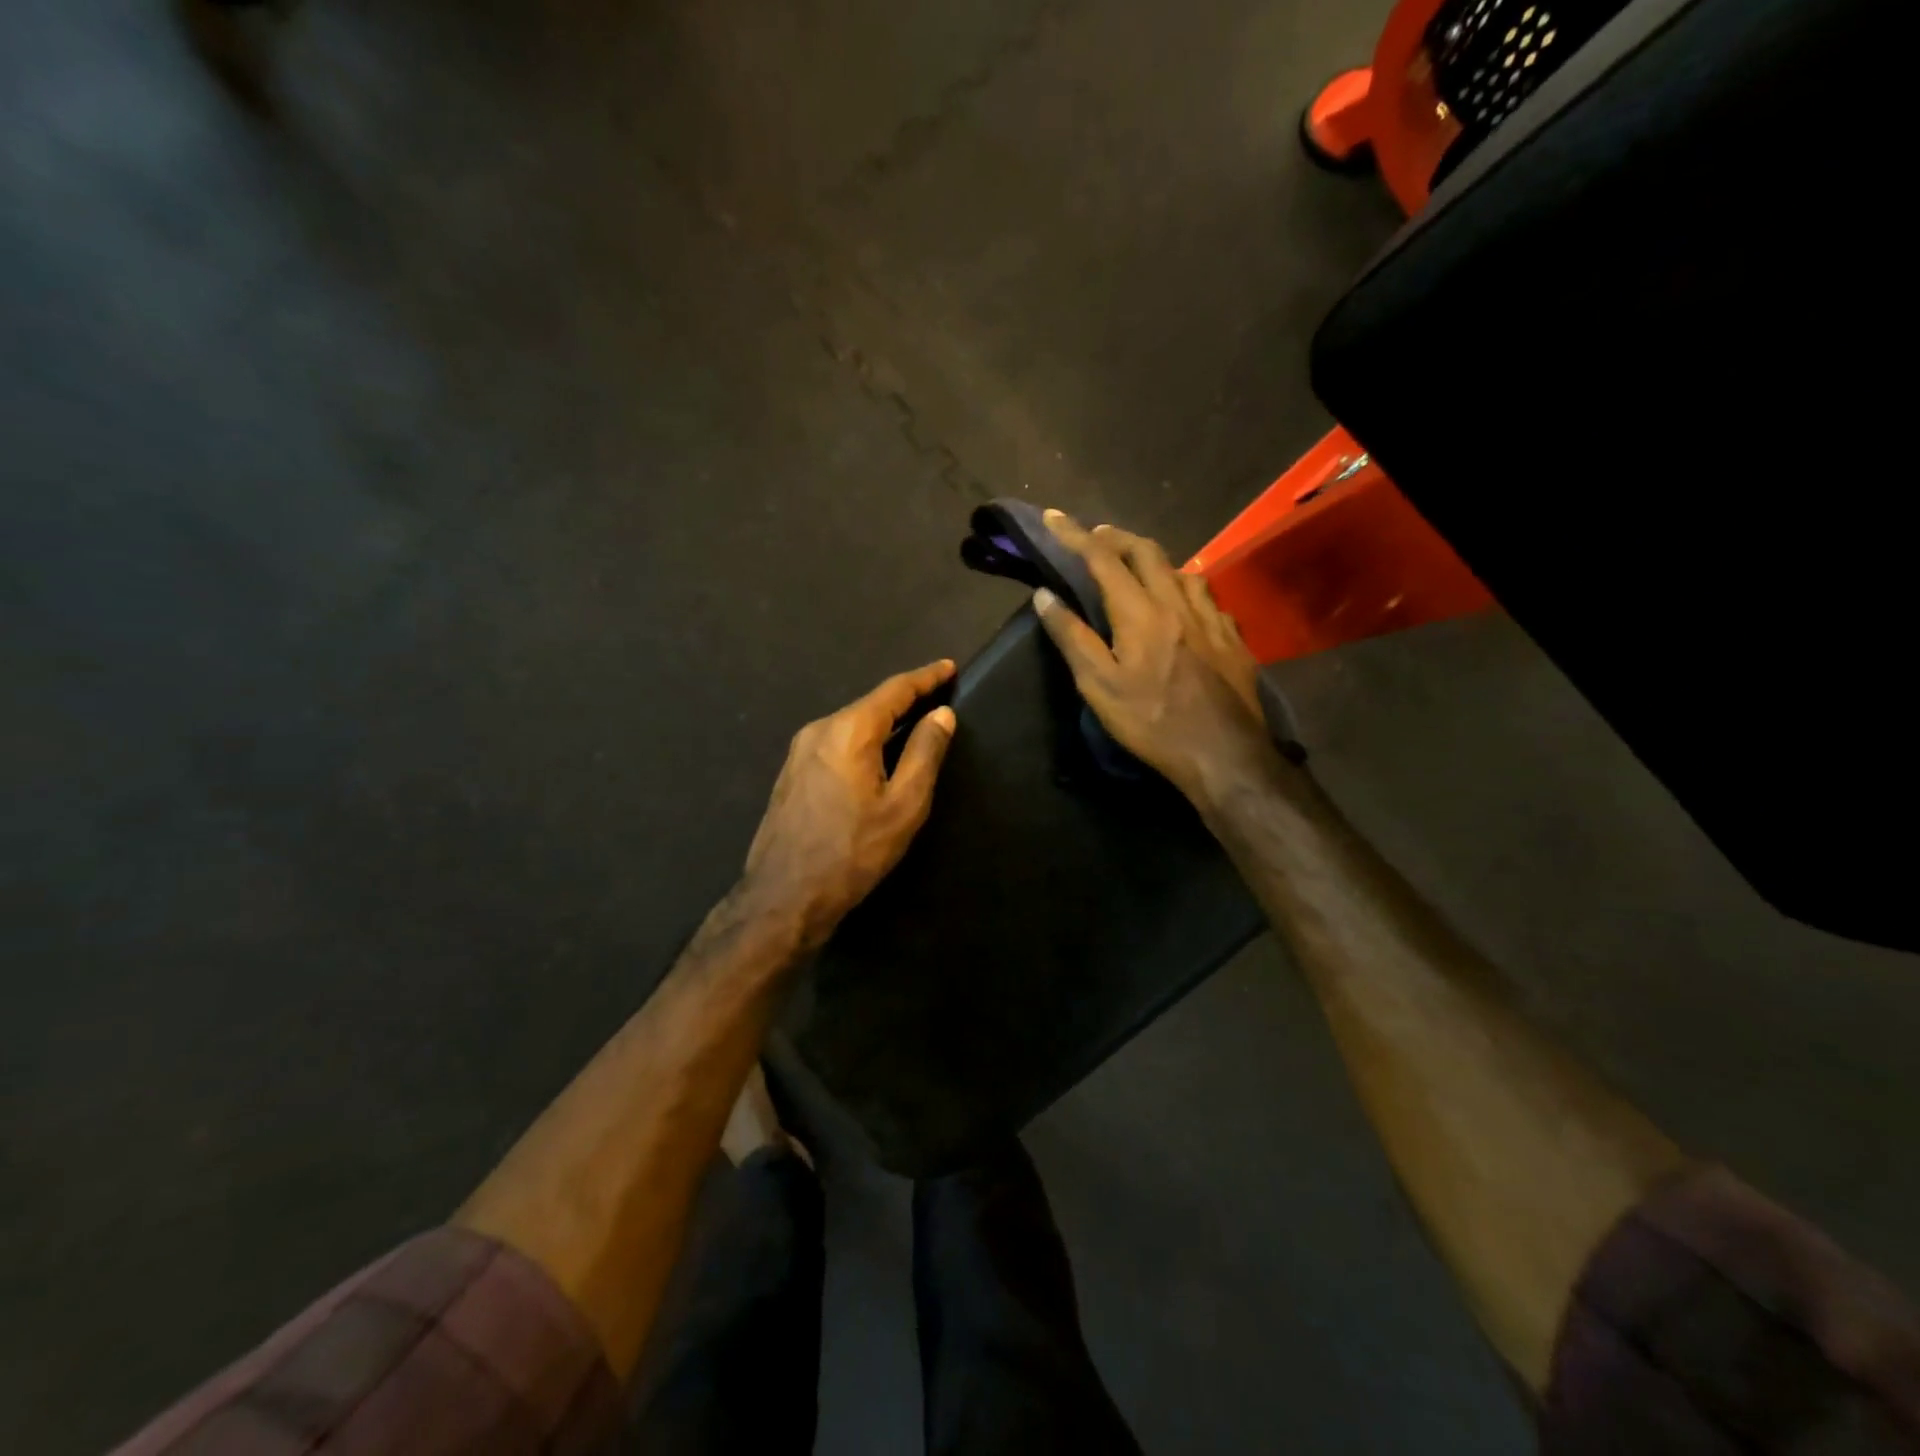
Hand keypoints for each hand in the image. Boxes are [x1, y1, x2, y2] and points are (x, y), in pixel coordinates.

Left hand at [742, 660, 957, 947]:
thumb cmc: (853, 851)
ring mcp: (799, 751)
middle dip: (906, 699)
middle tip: (938, 696)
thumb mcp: (903, 805)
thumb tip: (941, 714)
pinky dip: (864, 740)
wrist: (784, 896)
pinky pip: (836, 743)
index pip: (895, 690)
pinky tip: (878, 755)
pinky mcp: (792, 773)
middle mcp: (819, 729)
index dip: (926, 677)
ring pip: (852, 724)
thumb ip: (925, 753)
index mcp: (849, 730)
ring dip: (884, 722)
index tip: (949, 667)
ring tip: (914, 723)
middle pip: (871, 704)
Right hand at [1032, 510, 1289, 805]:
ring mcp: (1211, 617)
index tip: (1054, 517)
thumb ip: (1072, 637)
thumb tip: (1045, 596)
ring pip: (1181, 570)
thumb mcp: (1099, 686)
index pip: (1103, 560)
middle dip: (1117, 537)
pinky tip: (1183, 605)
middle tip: (1095, 538)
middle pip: (1147, 552)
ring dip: (1153, 560)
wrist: (1223, 754)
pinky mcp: (1232, 637)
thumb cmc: (1151, 723)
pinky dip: (1184, 587)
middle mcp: (1178, 602)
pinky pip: (1206, 596)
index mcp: (1140, 612)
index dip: (1075, 535)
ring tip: (1137, 570)